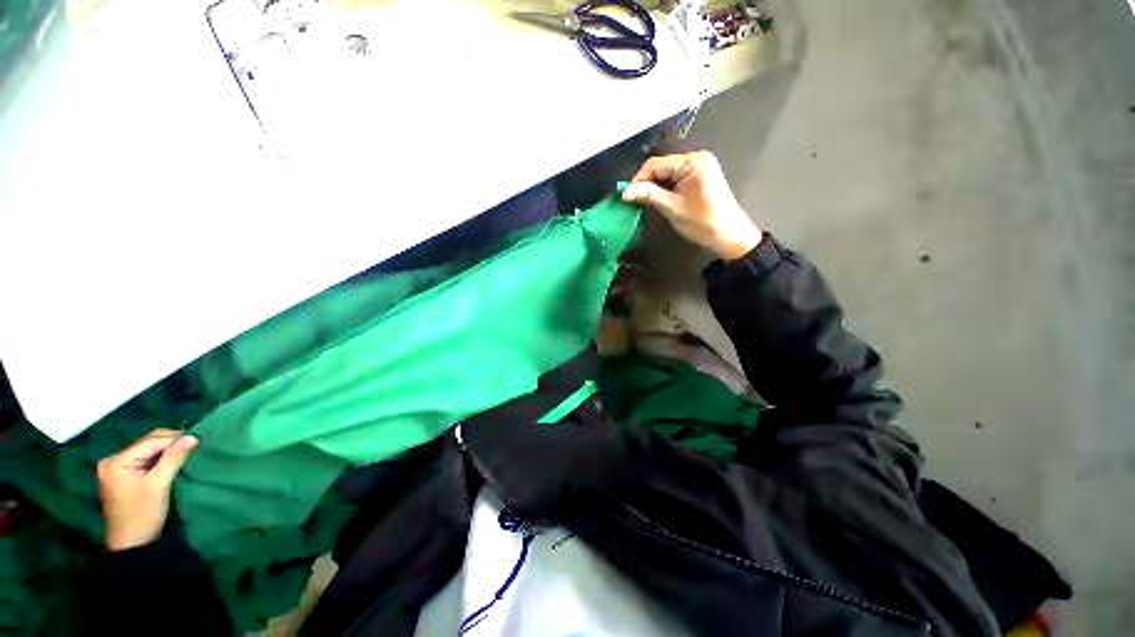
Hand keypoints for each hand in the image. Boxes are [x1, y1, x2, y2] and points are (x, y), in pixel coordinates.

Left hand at [97, 428, 197, 551]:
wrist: (132, 543)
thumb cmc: (143, 514)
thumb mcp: (159, 485)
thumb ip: (174, 458)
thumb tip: (192, 437)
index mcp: (116, 462)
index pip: (150, 442)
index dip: (174, 439)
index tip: (197, 439)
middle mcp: (112, 460)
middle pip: (146, 443)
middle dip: (170, 443)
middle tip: (193, 445)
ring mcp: (115, 468)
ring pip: (146, 450)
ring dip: (165, 451)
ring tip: (185, 452)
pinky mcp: (121, 475)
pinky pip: (143, 459)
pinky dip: (159, 459)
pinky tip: (171, 461)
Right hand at [622, 151, 762, 260]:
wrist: (729, 236)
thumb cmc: (702, 222)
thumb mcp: (672, 208)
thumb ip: (648, 195)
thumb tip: (624, 192)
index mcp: (693, 162)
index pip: (656, 164)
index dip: (638, 179)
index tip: (627, 196)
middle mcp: (697, 157)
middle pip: (662, 166)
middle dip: (647, 183)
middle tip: (635, 201)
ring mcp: (701, 166)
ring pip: (668, 172)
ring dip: (656, 186)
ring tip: (646, 202)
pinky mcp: (701, 175)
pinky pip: (676, 177)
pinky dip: (666, 187)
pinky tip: (661, 199)